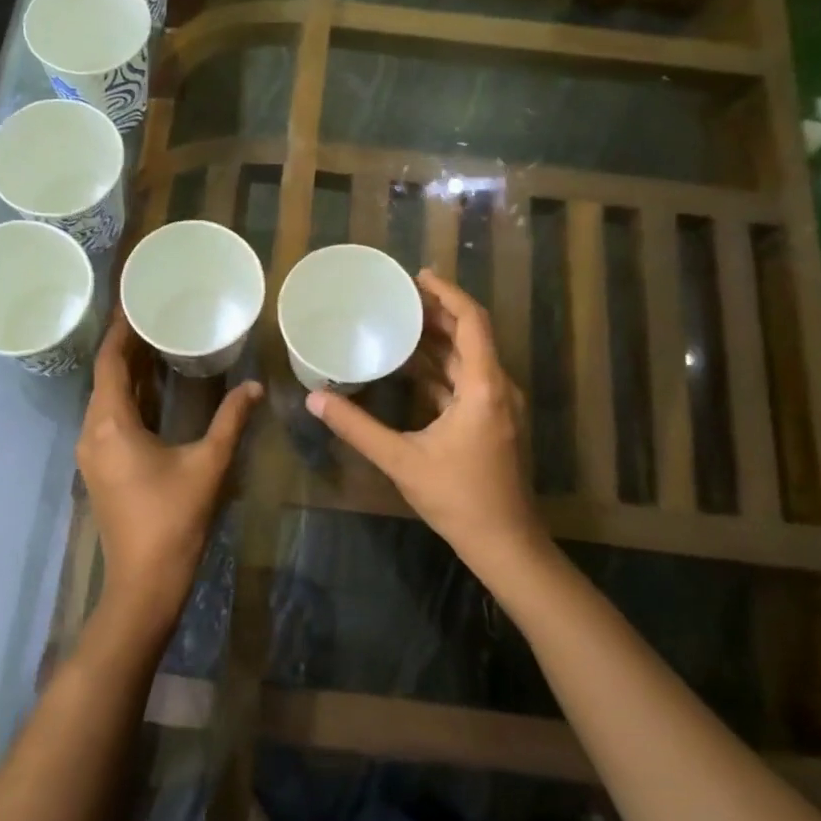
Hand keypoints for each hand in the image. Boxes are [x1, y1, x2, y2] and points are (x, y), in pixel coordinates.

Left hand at [76, 314, 262, 632]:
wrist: (144, 582)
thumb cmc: (173, 519)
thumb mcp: (208, 464)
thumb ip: (231, 421)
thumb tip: (254, 386)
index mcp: (112, 425)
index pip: (110, 363)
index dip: (121, 331)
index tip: (135, 303)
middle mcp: (93, 433)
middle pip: (105, 378)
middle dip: (126, 348)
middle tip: (155, 318)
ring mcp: (92, 453)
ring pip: (105, 399)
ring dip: (126, 373)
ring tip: (156, 345)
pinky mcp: (99, 468)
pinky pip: (108, 419)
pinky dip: (127, 398)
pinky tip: (152, 391)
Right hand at [308, 270, 545, 585]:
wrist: (505, 543)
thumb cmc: (459, 498)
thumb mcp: (402, 461)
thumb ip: (358, 428)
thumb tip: (315, 401)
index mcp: (484, 387)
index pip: (472, 322)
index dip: (447, 294)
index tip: (417, 277)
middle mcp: (497, 388)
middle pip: (470, 335)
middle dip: (438, 313)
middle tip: (400, 297)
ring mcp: (498, 406)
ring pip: (468, 358)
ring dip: (439, 340)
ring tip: (401, 323)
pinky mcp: (492, 422)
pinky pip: (466, 381)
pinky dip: (441, 368)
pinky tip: (411, 368)